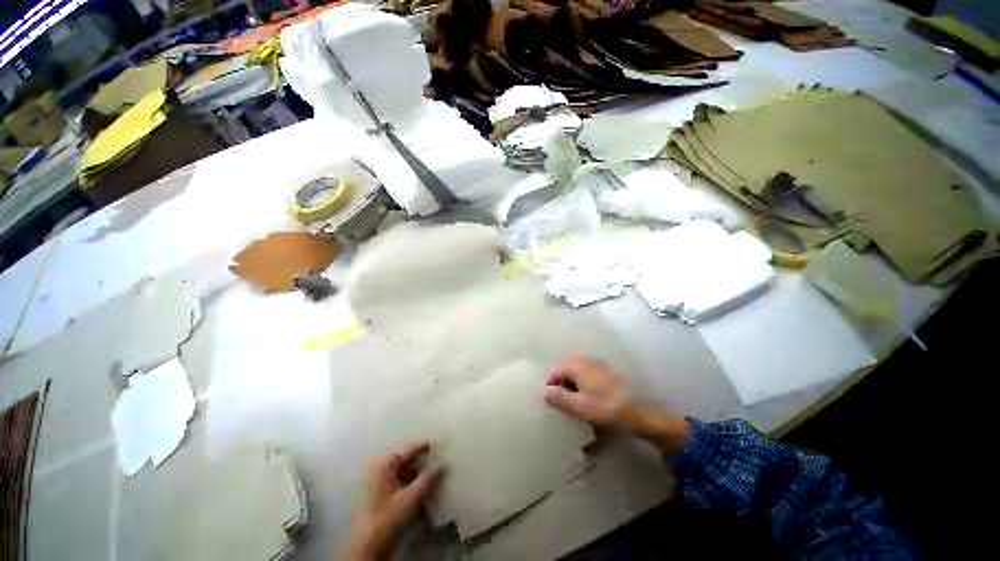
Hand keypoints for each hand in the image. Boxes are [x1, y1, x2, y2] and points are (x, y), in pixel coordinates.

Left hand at [342, 442, 444, 560]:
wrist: (368, 550)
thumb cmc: (386, 520)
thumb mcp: (410, 498)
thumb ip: (428, 478)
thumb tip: (444, 462)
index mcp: (385, 464)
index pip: (411, 448)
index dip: (429, 446)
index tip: (446, 444)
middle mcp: (384, 470)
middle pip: (411, 460)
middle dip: (428, 462)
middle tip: (448, 460)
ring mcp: (385, 484)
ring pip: (411, 473)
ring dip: (425, 475)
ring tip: (444, 474)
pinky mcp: (389, 498)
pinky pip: (408, 484)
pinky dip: (419, 485)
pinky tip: (433, 489)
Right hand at [544, 356, 637, 427]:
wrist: (636, 411)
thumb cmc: (603, 407)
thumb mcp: (577, 406)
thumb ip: (559, 397)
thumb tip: (545, 392)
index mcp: (576, 365)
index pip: (556, 371)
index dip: (551, 385)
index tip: (552, 401)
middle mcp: (585, 360)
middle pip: (566, 370)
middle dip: (562, 385)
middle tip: (563, 403)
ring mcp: (597, 364)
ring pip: (577, 372)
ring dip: (572, 385)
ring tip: (574, 402)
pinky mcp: (605, 371)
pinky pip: (587, 374)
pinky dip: (582, 384)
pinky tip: (587, 398)